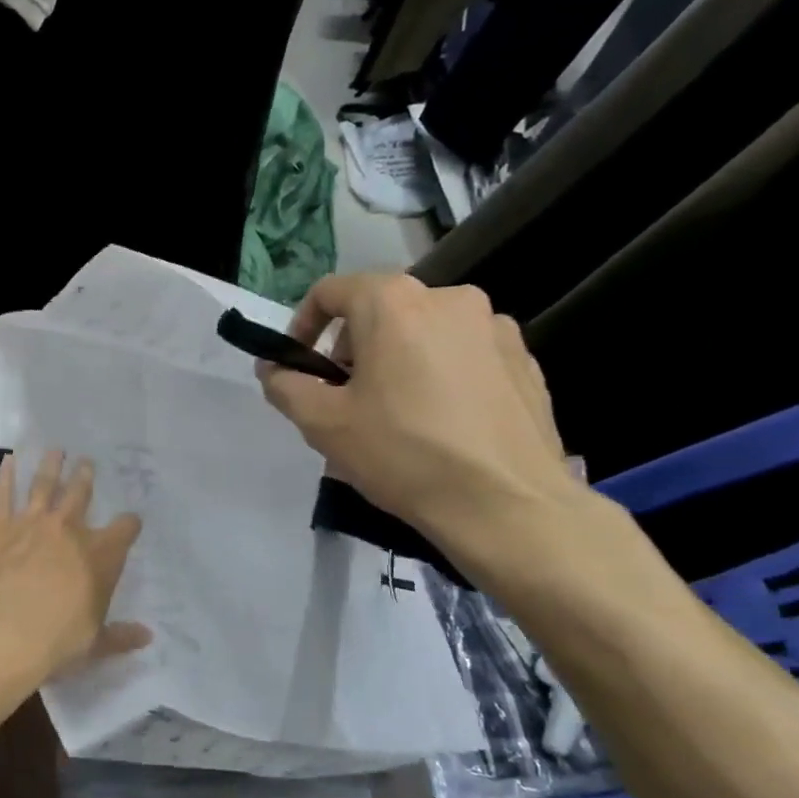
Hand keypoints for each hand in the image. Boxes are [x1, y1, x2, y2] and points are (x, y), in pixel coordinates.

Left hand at [0, 451, 148, 695]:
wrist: (0, 635)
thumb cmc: (54, 643)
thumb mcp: (94, 645)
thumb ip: (120, 636)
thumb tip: (147, 636)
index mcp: (100, 556)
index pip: (124, 530)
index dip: (129, 524)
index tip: (131, 520)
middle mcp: (69, 530)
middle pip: (81, 494)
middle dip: (85, 478)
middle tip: (87, 462)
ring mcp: (32, 523)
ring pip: (45, 484)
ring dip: (51, 466)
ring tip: (55, 451)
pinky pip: (3, 493)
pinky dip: (5, 475)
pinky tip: (7, 460)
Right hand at [258, 273, 577, 550]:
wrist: (507, 506)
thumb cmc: (403, 454)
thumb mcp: (322, 423)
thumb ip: (285, 385)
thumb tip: (273, 368)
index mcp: (394, 303)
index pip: (330, 292)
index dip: (303, 326)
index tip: (299, 367)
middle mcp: (449, 298)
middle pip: (380, 311)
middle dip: (352, 349)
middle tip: (345, 400)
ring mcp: (494, 327)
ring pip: (423, 333)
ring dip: (397, 362)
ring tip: (395, 417)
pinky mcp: (525, 360)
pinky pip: (464, 356)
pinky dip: (440, 376)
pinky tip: (440, 425)